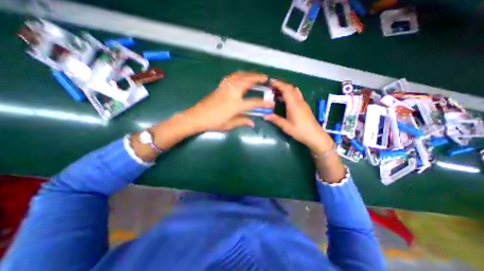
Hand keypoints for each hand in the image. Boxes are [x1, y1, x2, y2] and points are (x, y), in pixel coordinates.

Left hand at [181, 71, 273, 131]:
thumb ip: (242, 121)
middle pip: (247, 81)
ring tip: (255, 75)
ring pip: (239, 76)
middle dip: (257, 78)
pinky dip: (238, 74)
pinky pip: (231, 77)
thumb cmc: (214, 123)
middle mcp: (232, 93)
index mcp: (236, 105)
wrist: (197, 117)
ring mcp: (225, 88)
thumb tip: (252, 123)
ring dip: (248, 74)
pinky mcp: (220, 87)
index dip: (263, 103)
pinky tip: (241, 76)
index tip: (271, 103)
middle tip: (265, 77)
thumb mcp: (229, 124)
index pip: (253, 102)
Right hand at [263, 79, 335, 153]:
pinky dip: (290, 94)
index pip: (286, 89)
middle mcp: (299, 101)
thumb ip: (275, 119)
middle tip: (272, 87)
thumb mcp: (286, 126)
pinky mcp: (304, 106)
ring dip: (286, 89)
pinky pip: (297, 96)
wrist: (315, 136)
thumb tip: (265, 115)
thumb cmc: (300, 131)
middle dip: (281, 85)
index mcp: (293, 104)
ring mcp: (303, 103)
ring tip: (277, 92)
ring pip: (294, 91)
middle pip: (290, 88)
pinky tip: (285, 100)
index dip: (278, 84)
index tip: (271, 82)